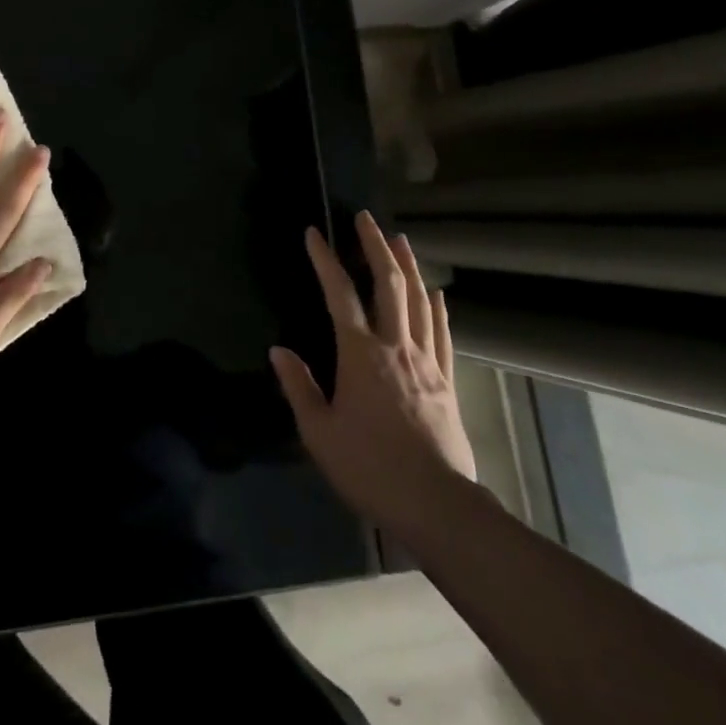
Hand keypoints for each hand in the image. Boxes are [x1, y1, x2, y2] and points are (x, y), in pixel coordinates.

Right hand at [270, 212, 474, 538]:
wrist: (437, 506)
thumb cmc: (370, 467)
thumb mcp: (319, 433)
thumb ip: (298, 387)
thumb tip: (278, 350)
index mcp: (361, 353)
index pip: (339, 294)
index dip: (325, 260)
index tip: (314, 233)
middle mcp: (396, 346)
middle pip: (388, 284)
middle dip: (375, 246)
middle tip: (366, 218)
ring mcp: (426, 362)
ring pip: (419, 301)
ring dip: (408, 266)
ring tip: (401, 240)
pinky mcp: (448, 382)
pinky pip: (443, 334)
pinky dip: (438, 308)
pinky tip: (437, 293)